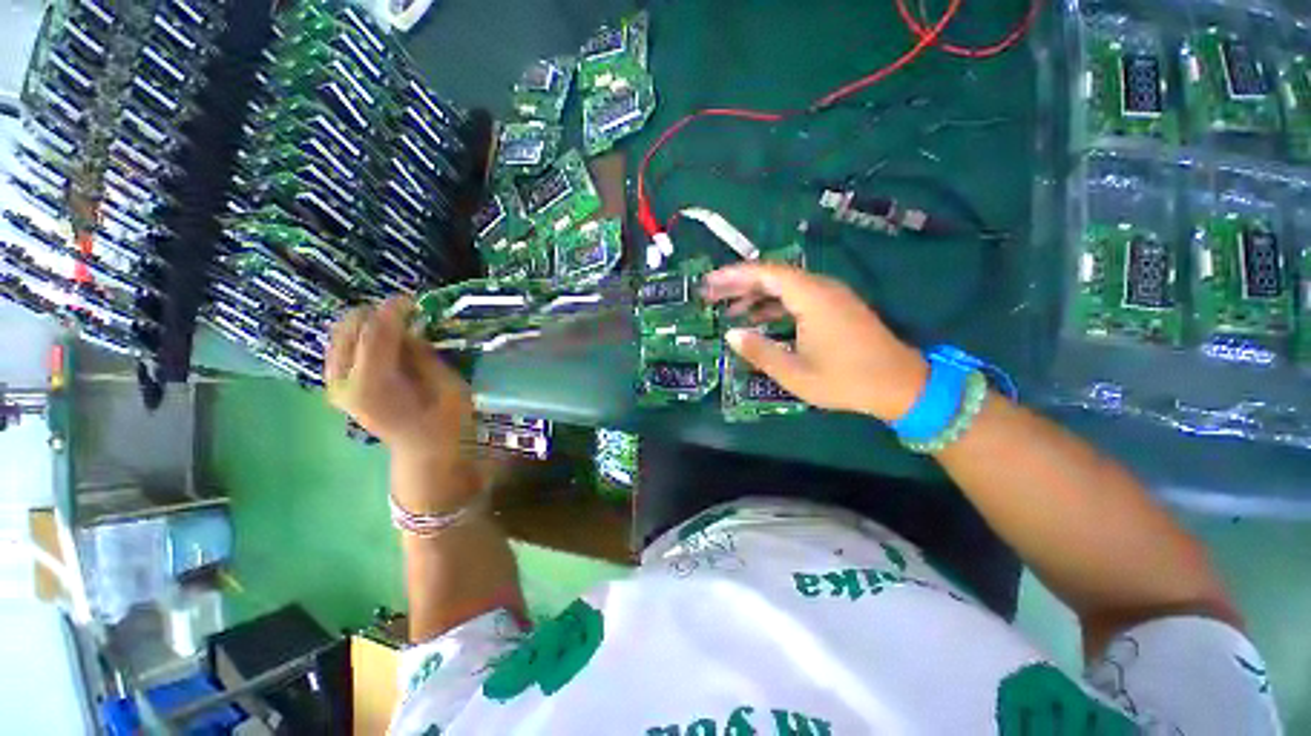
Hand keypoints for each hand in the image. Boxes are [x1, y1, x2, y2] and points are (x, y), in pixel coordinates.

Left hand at [325, 297, 474, 461]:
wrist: (424, 451)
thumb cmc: (445, 421)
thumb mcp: (446, 384)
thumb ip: (422, 354)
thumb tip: (409, 329)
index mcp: (374, 384)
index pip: (375, 333)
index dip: (393, 310)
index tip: (413, 299)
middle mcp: (344, 382)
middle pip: (348, 330)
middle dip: (375, 314)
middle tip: (406, 313)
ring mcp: (335, 385)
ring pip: (340, 336)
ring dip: (366, 324)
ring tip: (396, 325)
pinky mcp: (336, 387)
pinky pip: (341, 348)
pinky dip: (359, 337)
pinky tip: (383, 341)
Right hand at [701, 263, 927, 421]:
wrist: (901, 385)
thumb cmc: (846, 380)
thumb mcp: (795, 373)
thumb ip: (760, 352)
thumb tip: (730, 334)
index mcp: (812, 298)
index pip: (765, 274)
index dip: (733, 276)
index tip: (708, 283)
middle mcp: (821, 288)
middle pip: (772, 276)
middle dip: (739, 284)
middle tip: (710, 295)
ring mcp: (830, 296)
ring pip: (784, 287)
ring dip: (755, 296)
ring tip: (728, 310)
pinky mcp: (834, 307)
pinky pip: (797, 298)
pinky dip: (773, 306)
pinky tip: (758, 320)